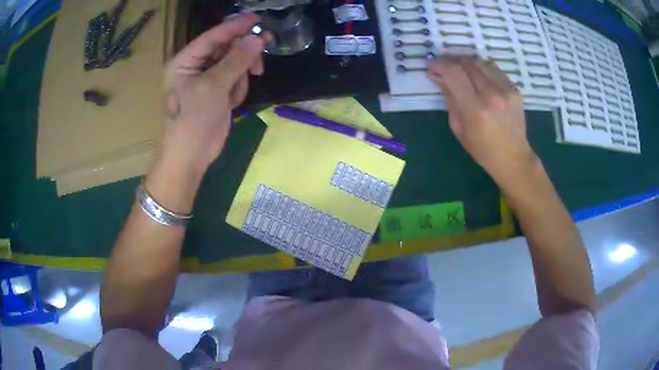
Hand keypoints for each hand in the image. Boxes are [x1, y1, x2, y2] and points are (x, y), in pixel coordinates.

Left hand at [162, 13, 265, 174]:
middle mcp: (194, 66)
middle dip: (243, 53)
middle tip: (264, 51)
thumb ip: (236, 60)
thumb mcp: (213, 87)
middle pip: (226, 47)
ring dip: (240, 76)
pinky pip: (235, 79)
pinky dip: (238, 89)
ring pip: (234, 63)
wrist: (190, 158)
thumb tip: (257, 39)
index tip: (258, 20)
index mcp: (185, 61)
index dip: (235, 26)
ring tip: (233, 95)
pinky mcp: (217, 92)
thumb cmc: (193, 121)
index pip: (213, 36)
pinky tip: (230, 103)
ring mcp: (206, 80)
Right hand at [426, 56, 538, 188]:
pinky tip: (478, 78)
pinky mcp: (515, 89)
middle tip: (445, 68)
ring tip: (461, 71)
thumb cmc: (482, 149)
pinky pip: (494, 69)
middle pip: (467, 63)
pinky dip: (482, 69)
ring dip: (467, 62)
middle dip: (452, 61)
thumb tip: (438, 76)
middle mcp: (493, 94)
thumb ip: (449, 98)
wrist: (513, 157)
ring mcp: (507, 90)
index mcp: (476, 108)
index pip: (454, 73)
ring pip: (481, 62)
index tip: (431, 65)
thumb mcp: (458, 128)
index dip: (440, 64)